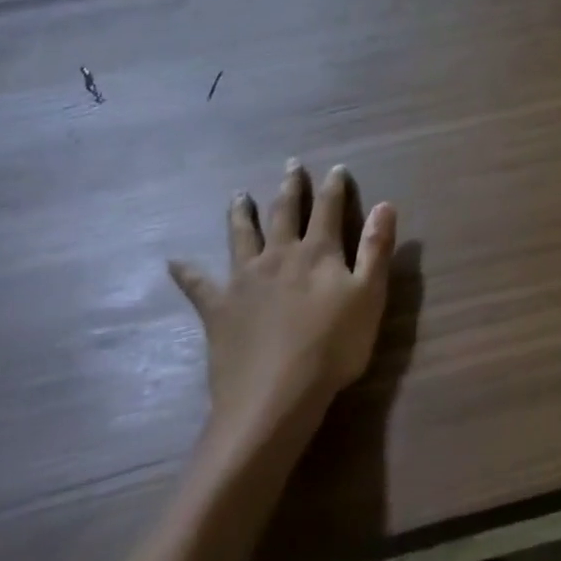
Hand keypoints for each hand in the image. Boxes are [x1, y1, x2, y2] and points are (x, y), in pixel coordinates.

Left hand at [168, 163, 395, 461]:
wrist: (275, 396)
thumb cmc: (334, 346)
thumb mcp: (370, 295)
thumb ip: (376, 248)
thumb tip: (385, 204)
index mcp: (317, 252)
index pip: (328, 209)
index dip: (334, 187)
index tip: (336, 168)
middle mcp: (278, 255)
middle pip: (284, 213)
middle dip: (290, 188)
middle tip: (291, 165)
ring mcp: (244, 280)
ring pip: (241, 236)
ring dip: (241, 213)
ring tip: (239, 195)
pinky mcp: (218, 308)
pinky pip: (198, 285)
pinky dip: (187, 272)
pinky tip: (175, 262)